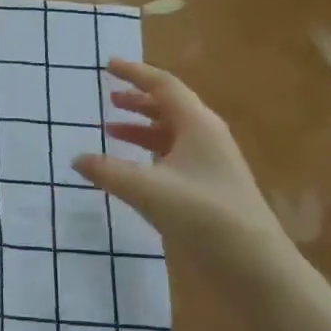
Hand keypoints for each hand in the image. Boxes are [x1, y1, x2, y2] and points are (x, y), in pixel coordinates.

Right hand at [72, 58, 286, 263]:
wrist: (254, 265)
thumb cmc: (203, 216)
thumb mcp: (147, 190)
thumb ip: (107, 172)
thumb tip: (76, 159)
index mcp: (198, 125)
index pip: (163, 86)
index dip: (134, 73)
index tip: (107, 65)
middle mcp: (207, 137)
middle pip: (170, 107)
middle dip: (138, 100)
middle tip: (109, 98)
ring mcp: (211, 163)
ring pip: (172, 133)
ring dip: (142, 128)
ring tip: (112, 131)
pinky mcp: (209, 188)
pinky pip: (175, 156)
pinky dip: (150, 152)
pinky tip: (134, 168)